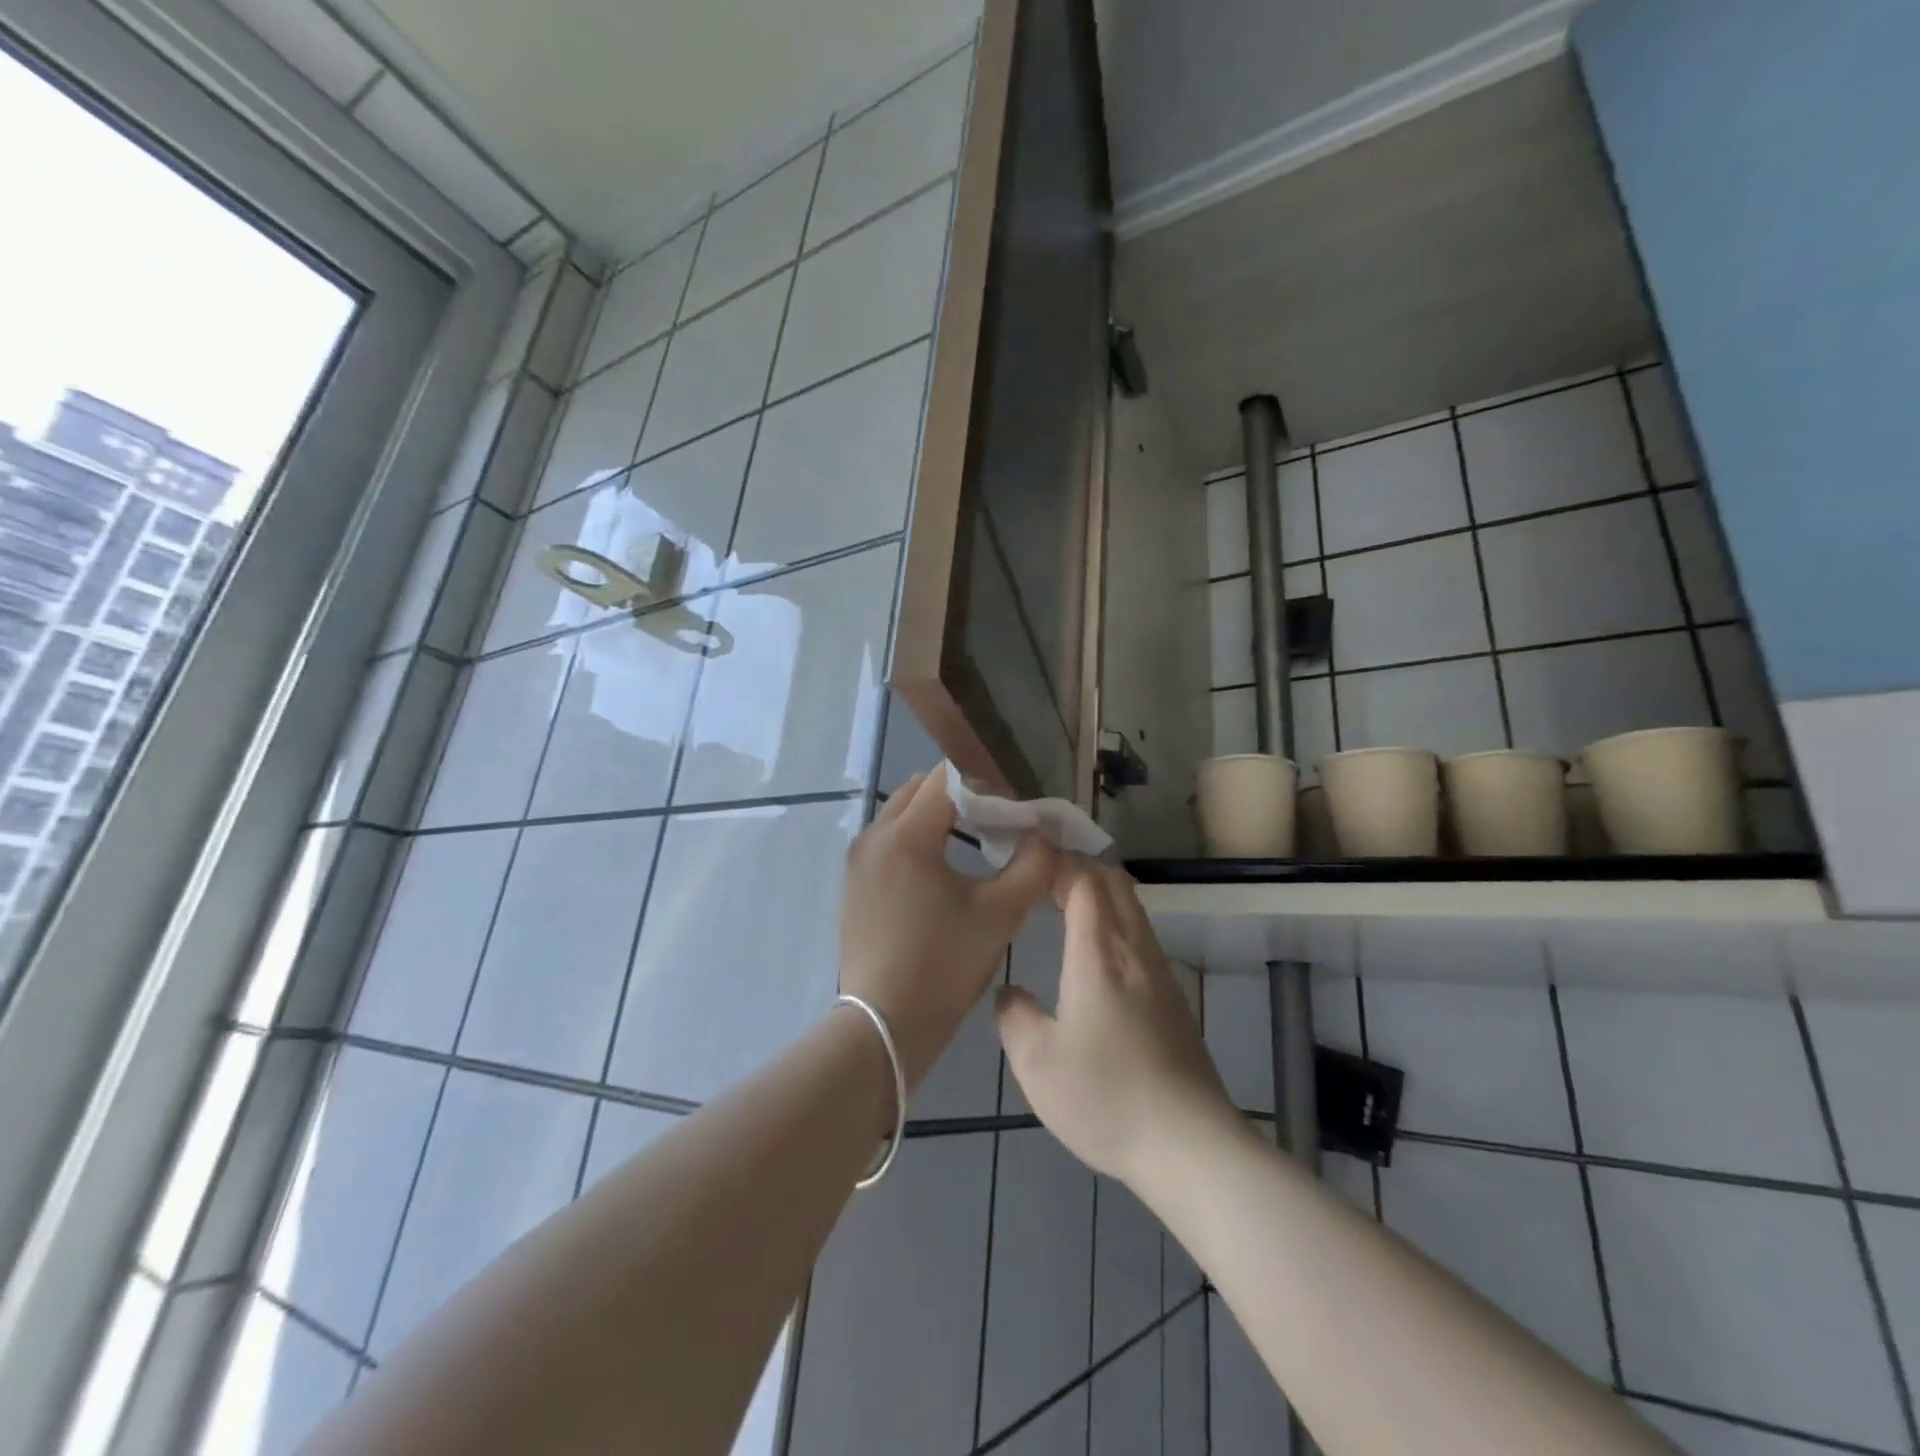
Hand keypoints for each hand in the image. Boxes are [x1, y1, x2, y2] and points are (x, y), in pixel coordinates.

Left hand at [841, 767, 1054, 1089]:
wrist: (884, 1025)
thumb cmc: (944, 965)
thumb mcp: (1000, 914)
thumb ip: (1032, 865)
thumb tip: (1043, 836)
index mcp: (906, 836)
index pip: (948, 779)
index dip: (987, 785)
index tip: (1015, 810)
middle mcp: (874, 836)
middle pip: (922, 789)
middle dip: (963, 795)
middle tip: (999, 822)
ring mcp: (859, 859)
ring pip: (904, 813)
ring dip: (940, 817)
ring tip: (977, 844)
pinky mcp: (855, 882)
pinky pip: (891, 840)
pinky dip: (919, 839)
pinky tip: (946, 871)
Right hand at [995, 857, 1236, 1186]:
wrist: (1190, 1144)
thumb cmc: (1106, 1097)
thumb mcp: (1037, 1064)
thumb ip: (1014, 1017)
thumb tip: (1010, 993)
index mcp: (1098, 954)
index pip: (1084, 880)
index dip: (1058, 859)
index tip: (1029, 856)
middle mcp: (1133, 951)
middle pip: (1114, 882)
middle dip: (1079, 865)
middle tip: (1042, 872)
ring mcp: (1160, 973)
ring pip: (1132, 908)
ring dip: (1099, 891)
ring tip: (1062, 902)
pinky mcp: (1174, 999)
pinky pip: (1140, 935)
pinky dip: (1114, 920)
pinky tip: (1095, 953)